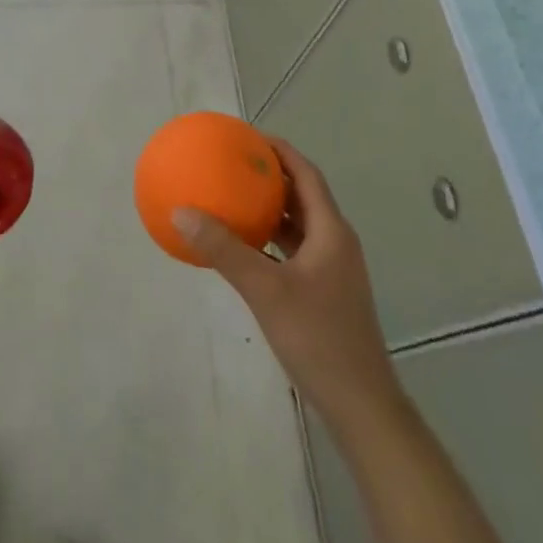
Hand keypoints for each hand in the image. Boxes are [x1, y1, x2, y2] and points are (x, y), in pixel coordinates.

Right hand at [173, 138, 394, 422]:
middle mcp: (335, 242)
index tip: (247, 136)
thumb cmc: (318, 338)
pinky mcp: (324, 292)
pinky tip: (242, 247)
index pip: (306, 174)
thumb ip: (224, 250)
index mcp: (331, 231)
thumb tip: (182, 212)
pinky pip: (293, 250)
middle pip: (303, 195)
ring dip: (270, 208)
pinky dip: (269, 240)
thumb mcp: (265, 290)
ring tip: (233, 196)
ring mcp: (332, 269)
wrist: (361, 405)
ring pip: (298, 224)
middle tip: (233, 162)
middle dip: (270, 176)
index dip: (279, 151)